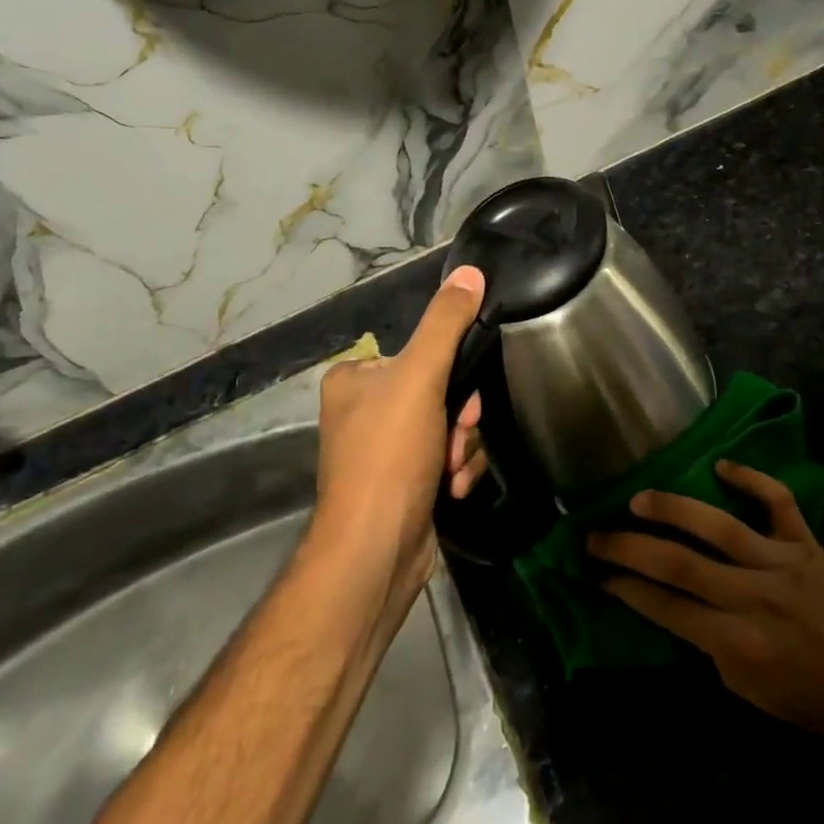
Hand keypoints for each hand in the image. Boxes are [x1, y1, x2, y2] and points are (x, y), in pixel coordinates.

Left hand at [314, 266, 488, 587]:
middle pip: (441, 392)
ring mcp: (383, 450)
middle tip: (456, 437)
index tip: (461, 400)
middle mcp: (363, 411)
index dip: (451, 374)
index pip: (421, 354)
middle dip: (459, 419)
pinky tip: (449, 490)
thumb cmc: (389, 455)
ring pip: (450, 427)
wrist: (376, 552)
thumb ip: (446, 323)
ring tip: (449, 471)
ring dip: (462, 448)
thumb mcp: (420, 377)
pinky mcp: (403, 483)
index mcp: (354, 378)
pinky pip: (445, 458)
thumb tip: (469, 271)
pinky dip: (455, 471)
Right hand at [589, 462, 823, 743]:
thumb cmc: (809, 698)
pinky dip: (751, 478)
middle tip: (596, 534)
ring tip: (638, 499)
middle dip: (630, 548)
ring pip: (719, 527)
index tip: (598, 574)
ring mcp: (781, 563)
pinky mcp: (806, 543)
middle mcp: (753, 598)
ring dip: (673, 509)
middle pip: (680, 565)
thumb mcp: (747, 690)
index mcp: (736, 643)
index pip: (667, 609)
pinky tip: (721, 465)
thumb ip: (708, 644)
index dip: (628, 589)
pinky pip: (777, 502)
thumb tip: (674, 603)